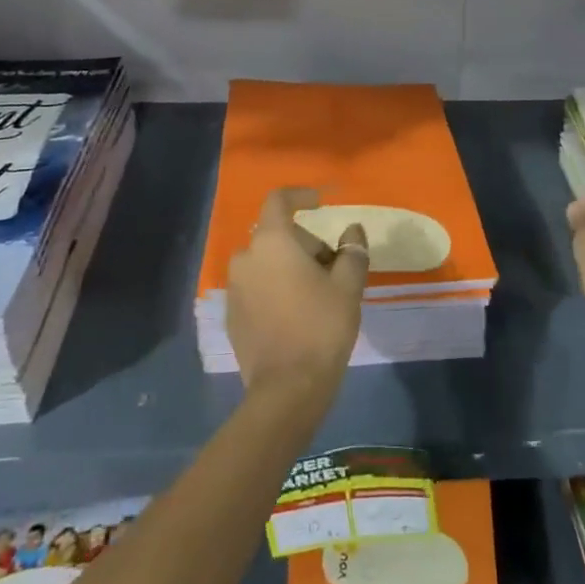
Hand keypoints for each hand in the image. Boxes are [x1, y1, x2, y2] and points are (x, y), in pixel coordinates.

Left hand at [226, 188, 368, 407]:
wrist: (287, 388)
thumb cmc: (321, 326)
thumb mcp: (348, 286)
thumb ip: (352, 251)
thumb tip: (352, 231)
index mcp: (272, 242)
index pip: (279, 200)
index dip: (300, 195)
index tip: (321, 202)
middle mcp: (245, 258)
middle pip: (276, 234)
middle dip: (305, 242)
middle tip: (333, 266)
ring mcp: (234, 288)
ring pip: (265, 262)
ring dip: (289, 266)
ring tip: (316, 291)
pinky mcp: (231, 315)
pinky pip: (256, 287)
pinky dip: (274, 288)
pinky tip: (295, 313)